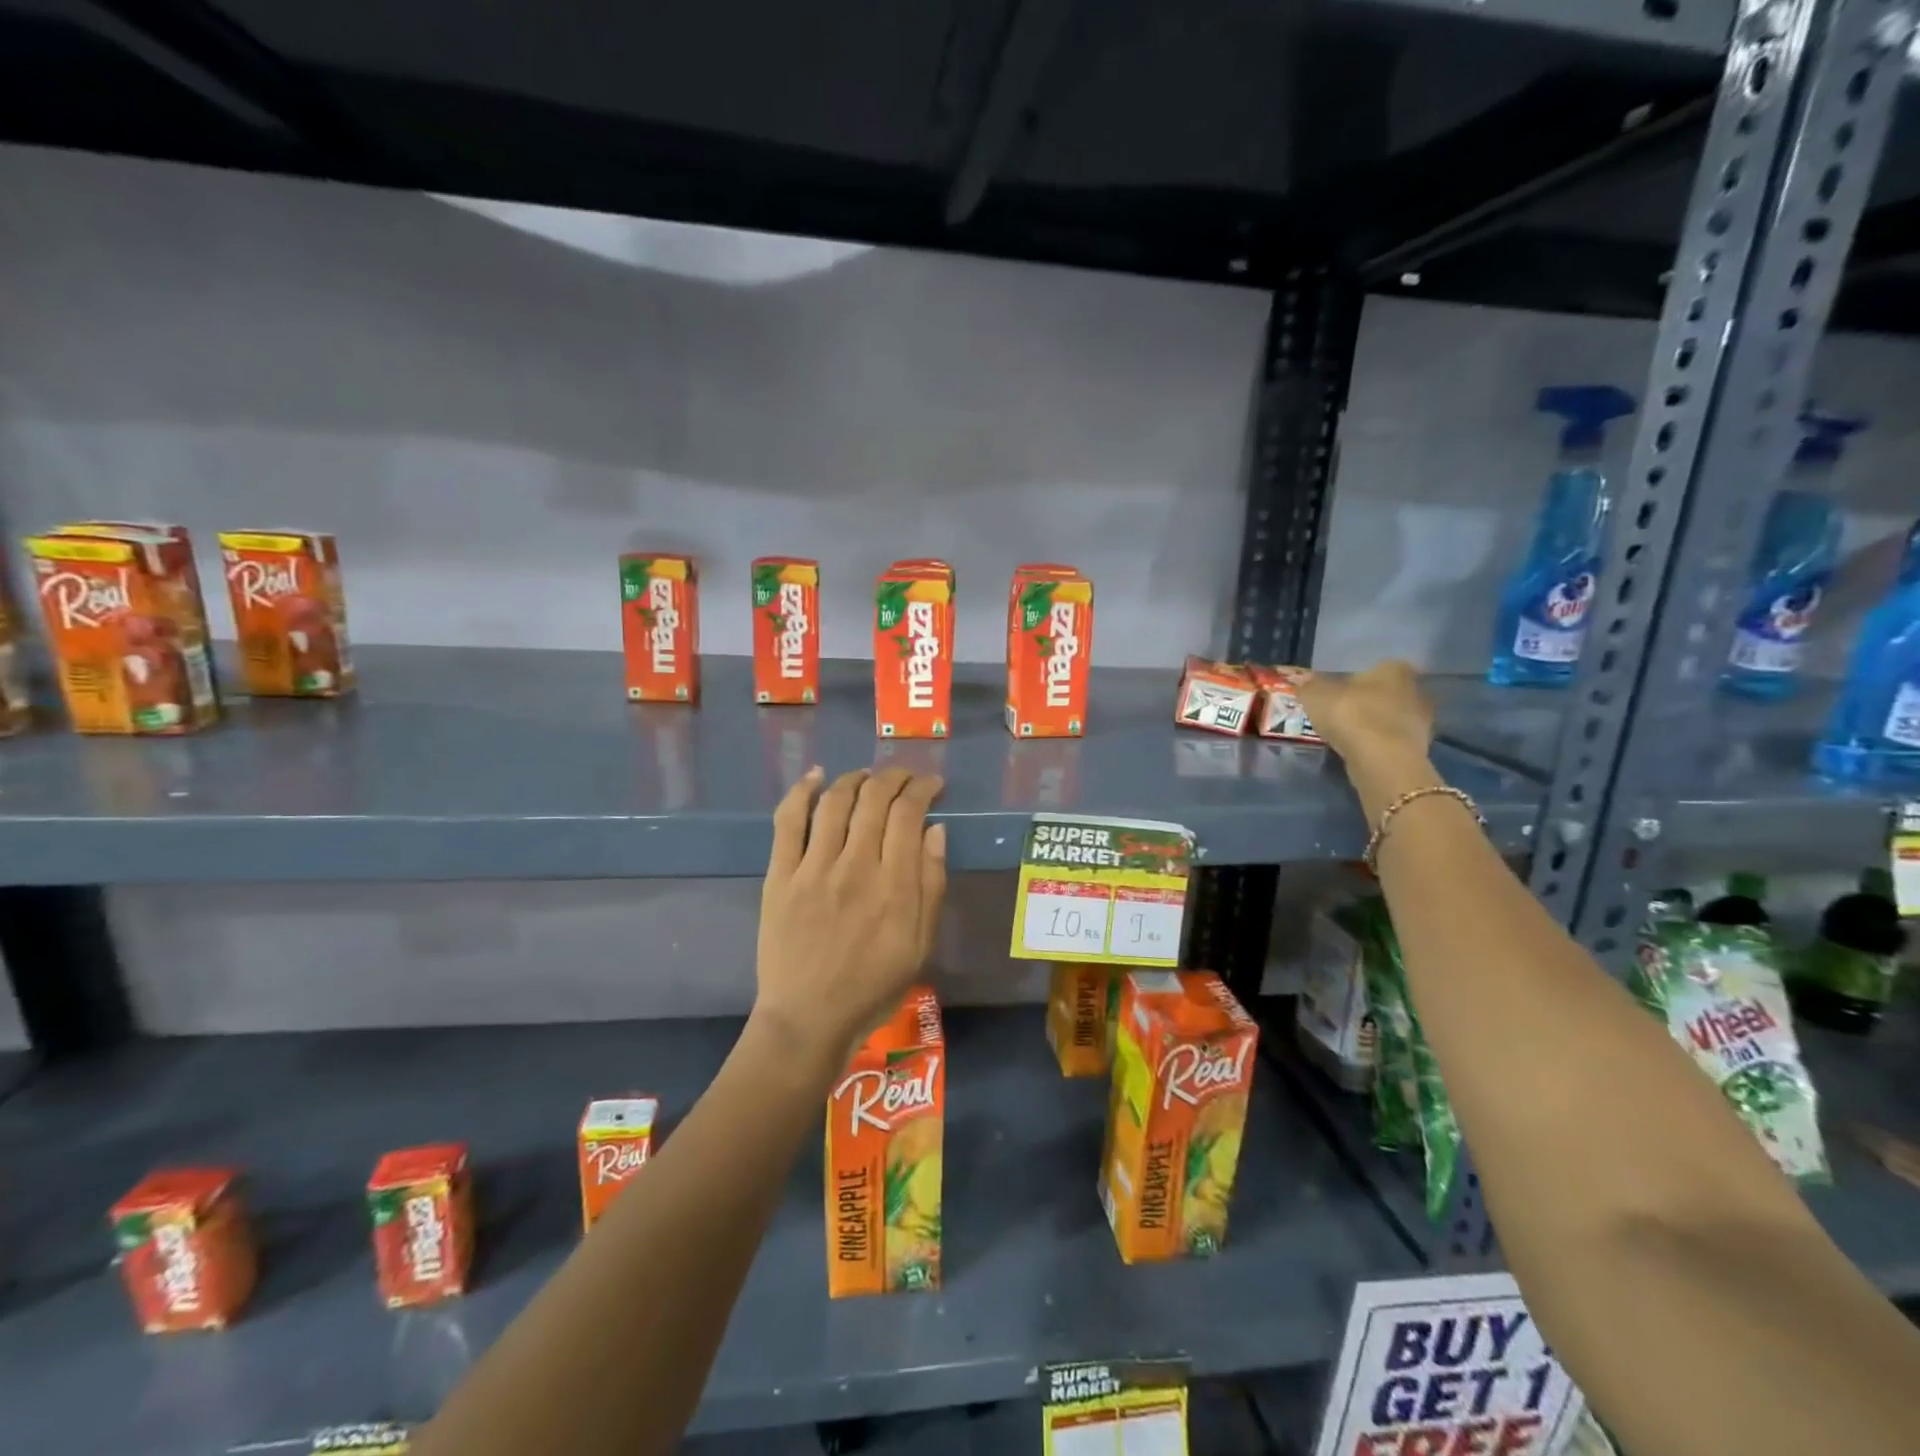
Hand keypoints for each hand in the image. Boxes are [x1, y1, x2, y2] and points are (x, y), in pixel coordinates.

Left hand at [754, 767, 946, 1068]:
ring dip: (854, 778)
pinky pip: (787, 822)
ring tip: (867, 776)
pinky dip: (801, 792)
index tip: (931, 784)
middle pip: (874, 799)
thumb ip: (931, 884)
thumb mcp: (920, 944)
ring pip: (834, 802)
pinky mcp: (780, 876)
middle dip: (894, 776)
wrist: (808, 1020)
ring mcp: (812, 868)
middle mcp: (854, 866)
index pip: (908, 813)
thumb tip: (936, 829)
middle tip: (904, 776)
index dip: (922, 788)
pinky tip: (815, 777)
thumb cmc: (872, 987)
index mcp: (893, 885)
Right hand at [1293, 660, 1434, 770]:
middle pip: (1388, 692)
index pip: (1379, 666)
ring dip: (1375, 724)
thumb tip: (1302, 681)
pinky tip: (1361, 750)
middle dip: (1370, 701)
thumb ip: (1309, 686)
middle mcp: (1416, 689)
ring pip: (1393, 717)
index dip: (1358, 678)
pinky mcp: (1420, 748)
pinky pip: (1393, 740)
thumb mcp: (1316, 695)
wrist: (1381, 759)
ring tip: (1349, 735)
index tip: (1341, 691)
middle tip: (1343, 712)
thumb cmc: (1350, 715)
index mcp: (1394, 669)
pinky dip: (1379, 743)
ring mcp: (1422, 720)